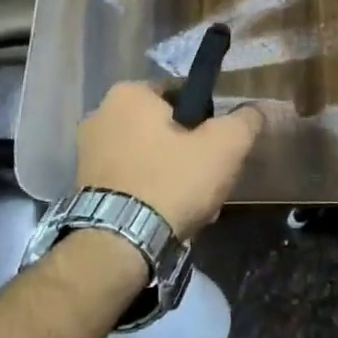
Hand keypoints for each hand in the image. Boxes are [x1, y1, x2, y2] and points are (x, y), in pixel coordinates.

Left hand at [75, 82, 265, 236]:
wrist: (119, 244)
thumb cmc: (172, 181)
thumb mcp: (224, 146)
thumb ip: (245, 121)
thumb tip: (255, 111)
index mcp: (129, 93)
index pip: (182, 94)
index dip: (207, 121)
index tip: (218, 149)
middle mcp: (101, 113)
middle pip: (164, 127)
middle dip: (187, 151)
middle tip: (207, 180)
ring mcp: (87, 151)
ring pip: (148, 155)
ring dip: (170, 174)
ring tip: (191, 205)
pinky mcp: (82, 185)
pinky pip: (129, 179)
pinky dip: (148, 192)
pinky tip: (166, 217)